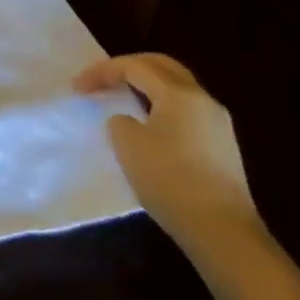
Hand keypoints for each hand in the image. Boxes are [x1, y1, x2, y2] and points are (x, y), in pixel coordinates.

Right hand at [74, 53, 264, 272]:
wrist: (223, 232)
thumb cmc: (170, 180)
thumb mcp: (128, 145)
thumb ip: (120, 121)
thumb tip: (129, 121)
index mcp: (180, 94)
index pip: (134, 66)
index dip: (101, 72)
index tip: (77, 88)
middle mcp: (203, 100)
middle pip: (162, 67)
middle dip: (128, 67)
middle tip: (102, 78)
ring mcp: (218, 123)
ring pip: (176, 88)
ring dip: (146, 86)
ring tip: (121, 98)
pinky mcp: (222, 146)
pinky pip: (185, 110)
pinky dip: (161, 106)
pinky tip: (148, 125)